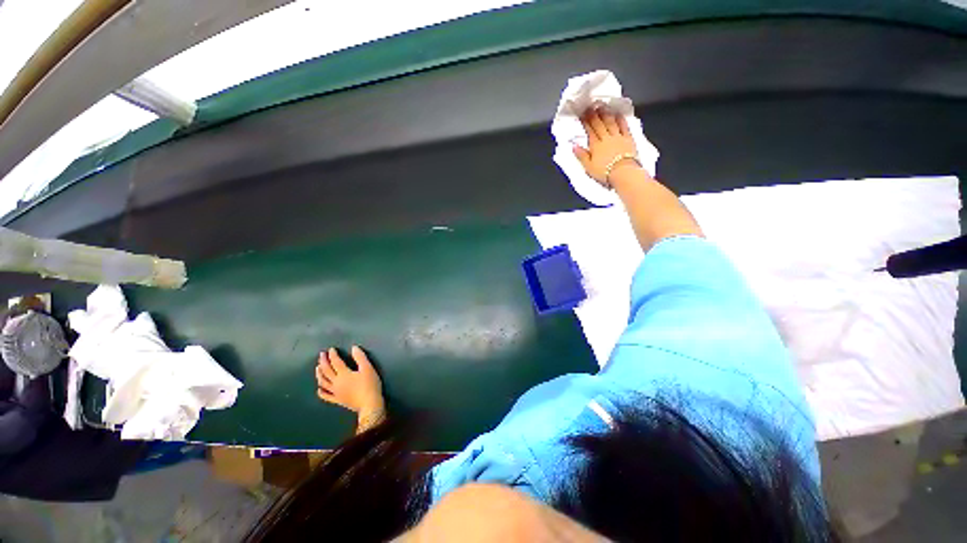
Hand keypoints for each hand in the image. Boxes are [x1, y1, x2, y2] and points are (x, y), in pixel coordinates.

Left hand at [316, 346, 384, 417]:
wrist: (370, 406)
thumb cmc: (370, 387)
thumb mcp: (368, 369)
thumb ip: (360, 358)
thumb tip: (354, 348)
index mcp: (343, 373)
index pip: (335, 361)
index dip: (332, 354)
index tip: (331, 350)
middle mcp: (336, 382)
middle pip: (326, 370)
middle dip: (323, 361)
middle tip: (321, 355)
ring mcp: (335, 392)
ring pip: (323, 382)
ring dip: (319, 374)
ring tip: (317, 368)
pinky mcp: (338, 401)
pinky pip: (327, 397)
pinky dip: (321, 392)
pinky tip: (319, 389)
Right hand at [572, 107, 639, 185]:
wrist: (625, 174)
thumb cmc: (606, 173)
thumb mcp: (589, 168)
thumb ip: (581, 156)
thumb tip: (573, 146)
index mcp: (596, 145)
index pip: (589, 130)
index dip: (585, 121)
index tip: (582, 114)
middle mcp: (606, 138)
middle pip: (599, 124)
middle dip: (594, 114)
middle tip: (590, 106)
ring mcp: (618, 137)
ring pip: (610, 123)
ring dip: (606, 114)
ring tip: (602, 106)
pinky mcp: (628, 140)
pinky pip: (624, 127)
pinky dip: (621, 120)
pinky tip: (618, 114)